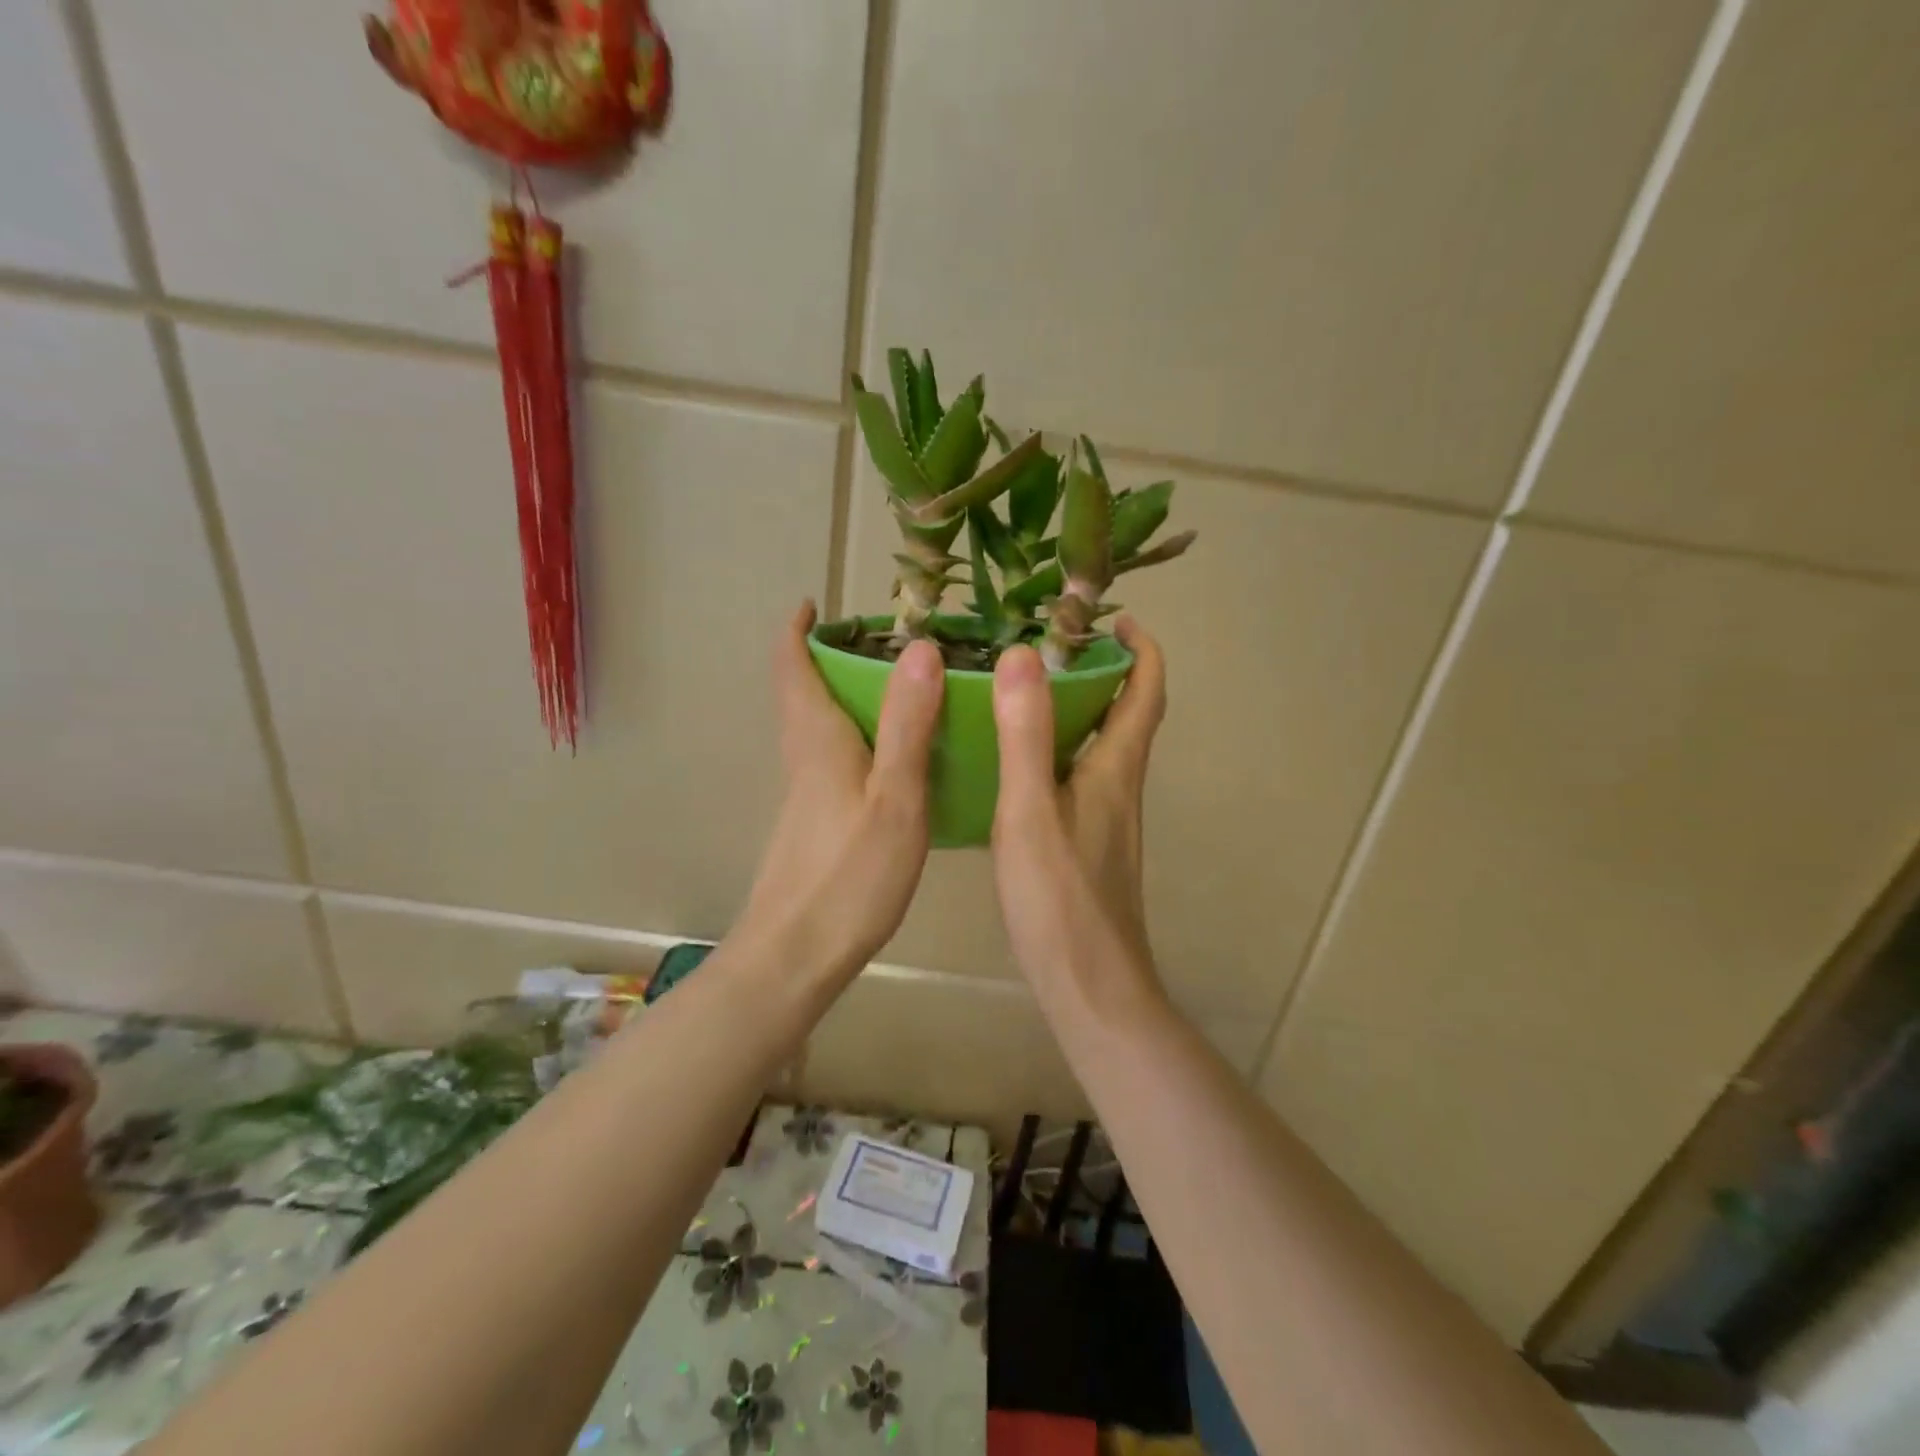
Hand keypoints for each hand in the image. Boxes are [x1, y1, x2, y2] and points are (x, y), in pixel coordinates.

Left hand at [737, 602, 944, 977]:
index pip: (793, 667)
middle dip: (830, 658)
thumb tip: (921, 648)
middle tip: (885, 643)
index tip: (816, 604)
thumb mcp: (894, 797)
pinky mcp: (815, 823)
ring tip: (905, 690)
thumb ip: (909, 724)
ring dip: (847, 697)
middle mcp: (804, 758)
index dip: (798, 631)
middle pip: (805, 692)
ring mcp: (806, 794)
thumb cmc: (849, 875)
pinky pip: (835, 759)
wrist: (795, 955)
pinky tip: (899, 760)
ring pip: (820, 727)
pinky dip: (860, 738)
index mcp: (818, 740)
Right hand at [990, 617, 1167, 1008]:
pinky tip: (1016, 765)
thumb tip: (1024, 655)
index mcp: (1115, 769)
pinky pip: (1080, 778)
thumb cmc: (1060, 899)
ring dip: (1080, 711)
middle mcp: (1120, 787)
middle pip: (1127, 715)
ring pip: (1102, 748)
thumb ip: (1025, 735)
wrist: (1091, 987)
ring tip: (1026, 693)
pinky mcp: (1090, 846)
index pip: (1146, 692)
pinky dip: (1059, 752)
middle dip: (1104, 672)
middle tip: (1052, 646)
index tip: (1115, 617)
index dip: (1141, 648)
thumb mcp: (1030, 811)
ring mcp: (1108, 820)